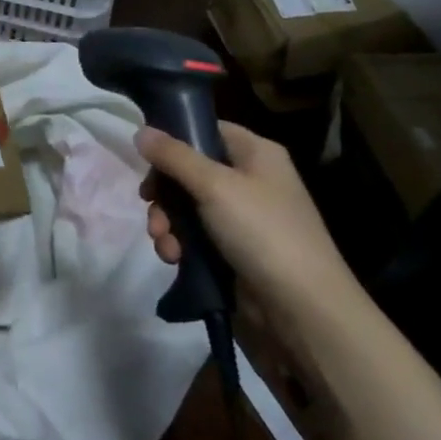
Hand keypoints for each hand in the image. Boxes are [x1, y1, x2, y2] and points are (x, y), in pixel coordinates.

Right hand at [134, 123, 361, 327]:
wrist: (300, 309)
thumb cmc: (262, 232)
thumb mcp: (214, 186)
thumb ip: (173, 156)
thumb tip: (140, 131)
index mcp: (257, 154)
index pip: (208, 130)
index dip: (175, 140)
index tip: (146, 158)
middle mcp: (250, 180)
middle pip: (190, 171)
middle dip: (164, 192)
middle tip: (149, 206)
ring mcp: (241, 218)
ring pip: (186, 206)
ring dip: (167, 222)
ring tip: (165, 243)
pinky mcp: (232, 251)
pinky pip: (194, 237)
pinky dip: (179, 244)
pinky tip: (173, 259)